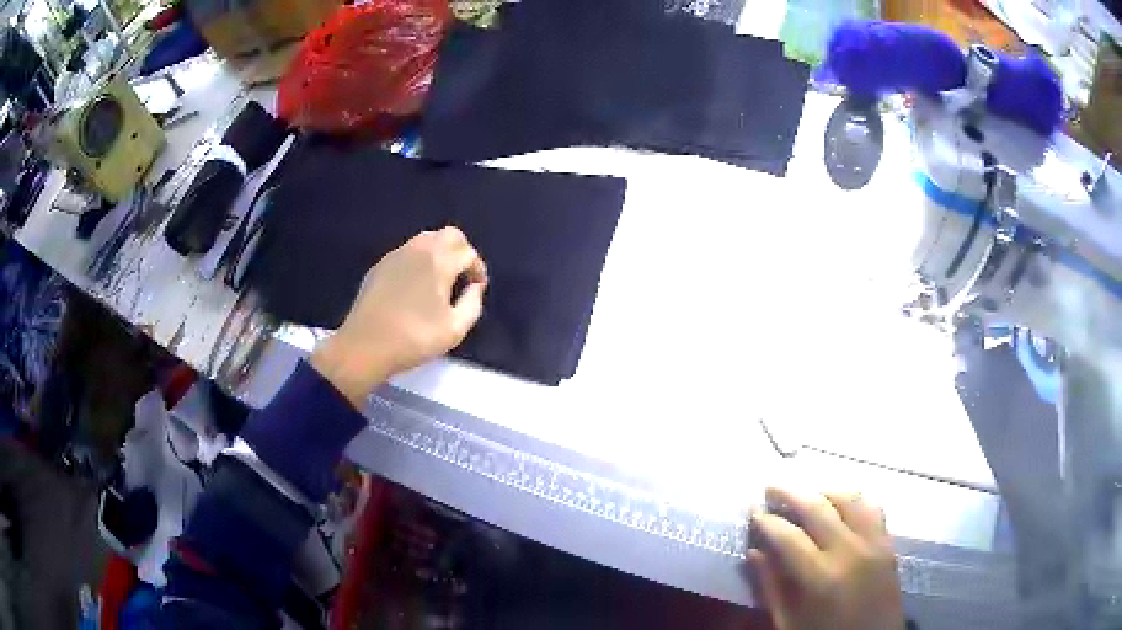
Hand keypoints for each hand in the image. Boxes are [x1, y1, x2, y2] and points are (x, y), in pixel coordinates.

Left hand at [311, 227, 487, 406]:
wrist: (365, 346)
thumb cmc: (414, 339)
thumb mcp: (455, 330)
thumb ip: (473, 304)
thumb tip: (475, 287)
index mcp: (439, 261)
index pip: (468, 252)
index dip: (478, 268)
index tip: (477, 287)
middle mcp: (419, 249)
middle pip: (449, 235)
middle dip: (461, 251)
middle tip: (462, 275)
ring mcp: (396, 254)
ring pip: (427, 239)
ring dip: (440, 252)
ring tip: (441, 279)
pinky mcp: (381, 265)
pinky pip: (407, 251)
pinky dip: (420, 260)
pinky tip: (416, 285)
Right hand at [749, 487, 903, 629]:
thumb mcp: (788, 622)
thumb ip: (770, 587)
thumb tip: (754, 552)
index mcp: (821, 577)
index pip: (788, 536)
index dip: (767, 521)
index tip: (753, 512)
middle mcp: (850, 551)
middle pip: (818, 508)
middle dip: (790, 494)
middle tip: (771, 488)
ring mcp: (873, 543)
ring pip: (848, 499)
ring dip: (823, 492)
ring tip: (805, 496)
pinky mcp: (888, 543)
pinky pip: (872, 508)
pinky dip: (852, 501)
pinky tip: (840, 506)